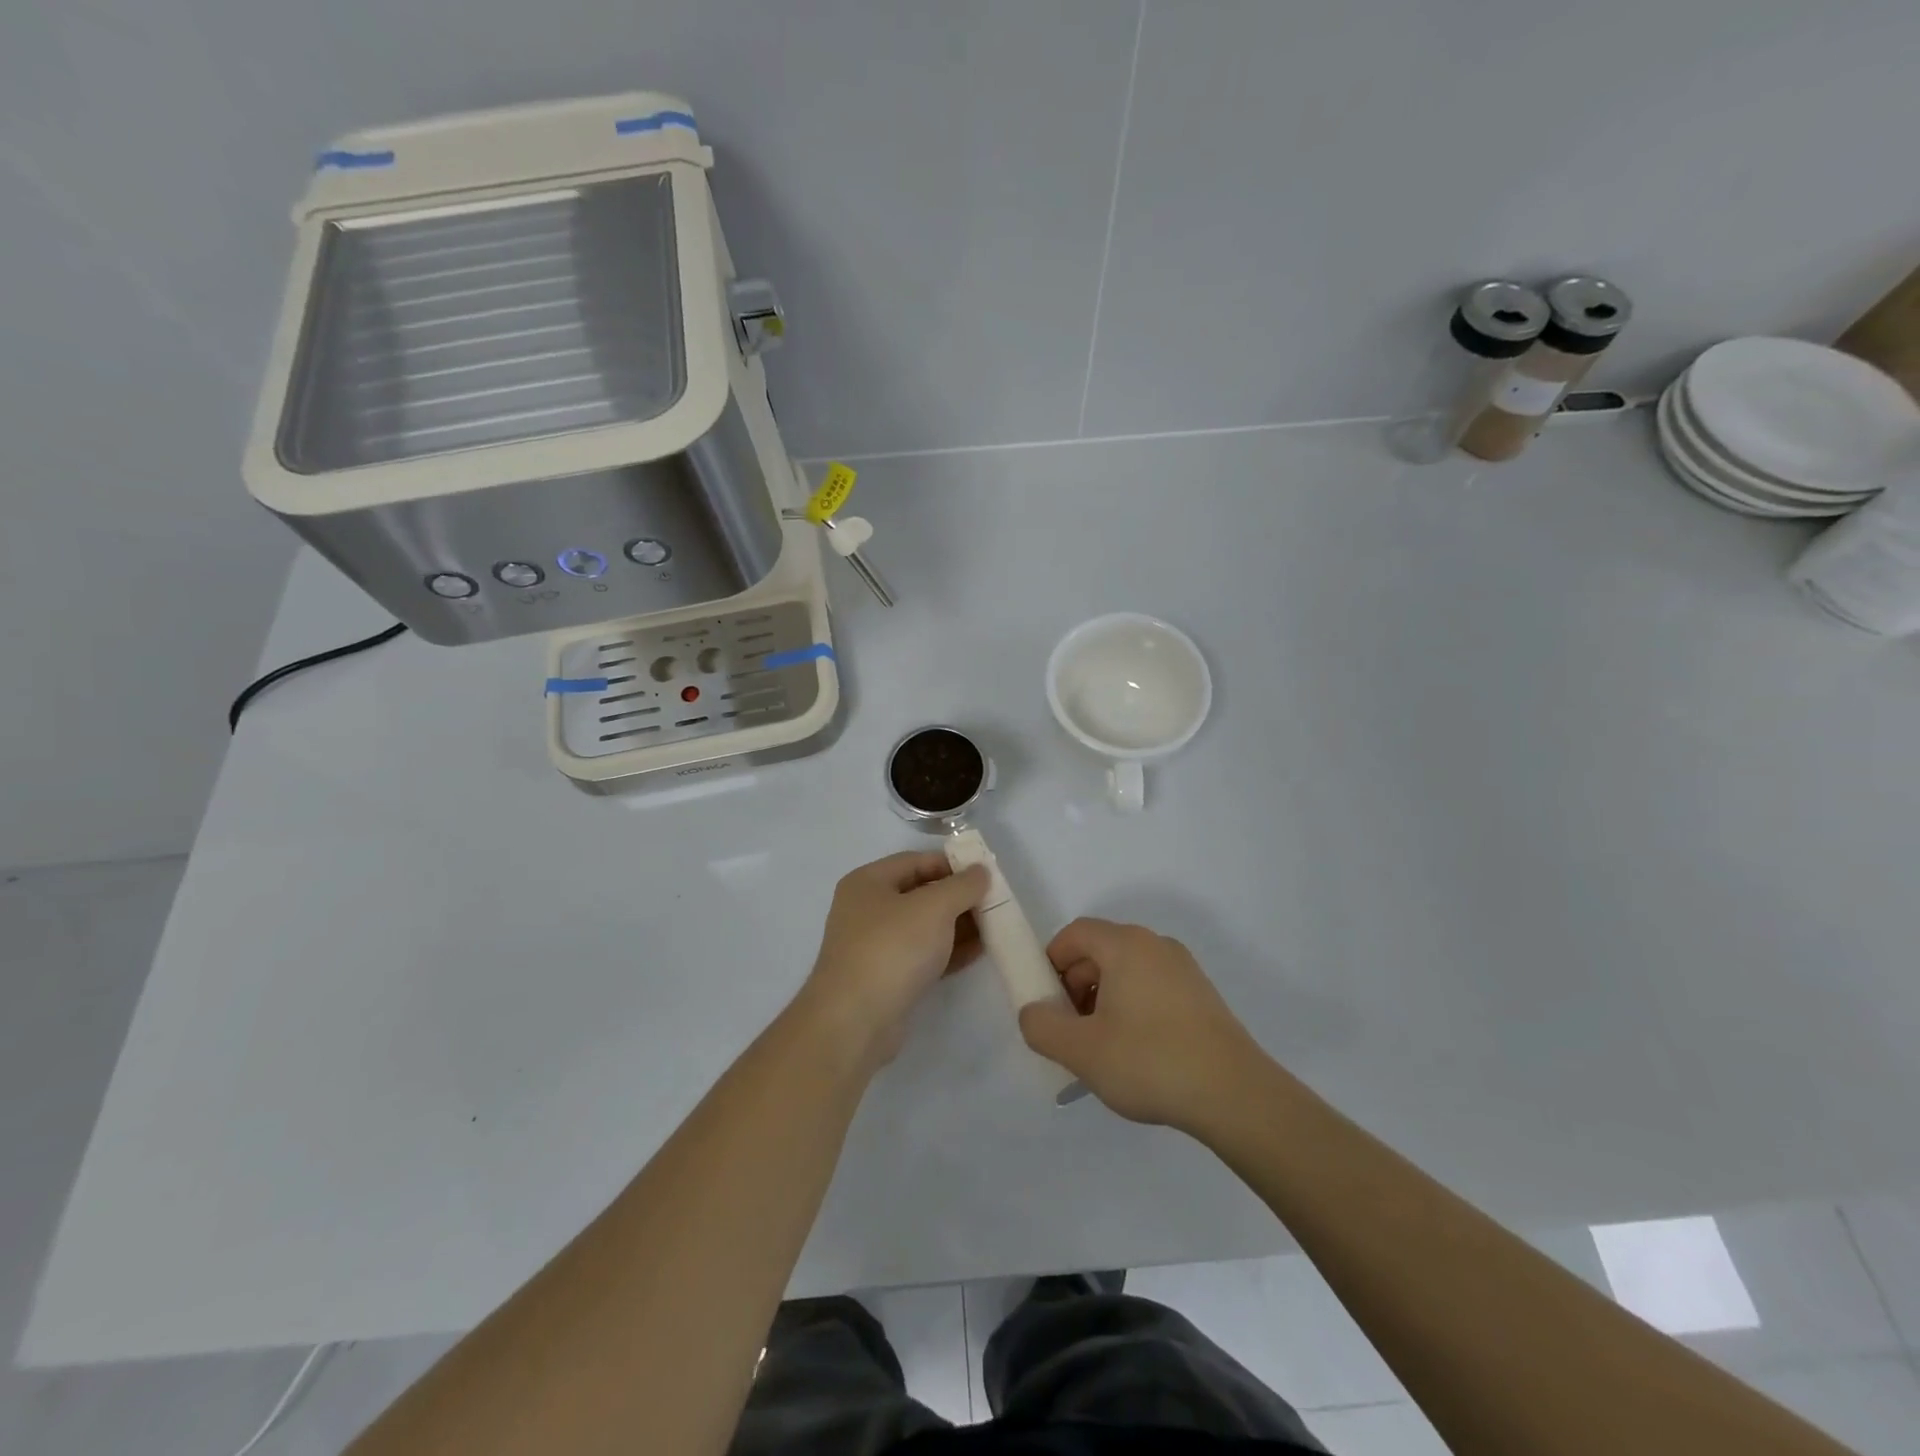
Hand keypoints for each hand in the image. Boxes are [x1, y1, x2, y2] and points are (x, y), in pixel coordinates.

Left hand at [794, 851, 989, 1068]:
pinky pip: (923, 955)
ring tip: (995, 927)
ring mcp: (875, 946)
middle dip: (959, 897)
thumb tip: (981, 871)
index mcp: (868, 882)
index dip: (952, 864)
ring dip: (958, 925)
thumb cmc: (892, 948)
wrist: (855, 1021)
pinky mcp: (887, 978)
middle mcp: (867, 909)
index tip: (985, 874)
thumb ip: (962, 885)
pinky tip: (979, 951)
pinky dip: (949, 951)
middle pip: (921, 894)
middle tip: (995, 902)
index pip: (916, 861)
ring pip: (924, 927)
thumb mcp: (934, 907)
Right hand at [1018, 918, 1265, 1130]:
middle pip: (1100, 950)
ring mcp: (1184, 969)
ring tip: (1102, 1048)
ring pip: (1126, 971)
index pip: (1074, 934)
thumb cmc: (1151, 1062)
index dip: (1050, 962)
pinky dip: (1132, 1007)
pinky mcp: (1202, 996)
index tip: (1046, 1003)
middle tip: (1070, 1030)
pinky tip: (1138, 1053)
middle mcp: (1155, 945)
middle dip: (1075, 985)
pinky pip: (1152, 987)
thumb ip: (1042, 1027)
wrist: (1236, 1096)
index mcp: (1125, 945)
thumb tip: (1033, 1012)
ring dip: (1102, 999)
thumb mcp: (1081, 1051)